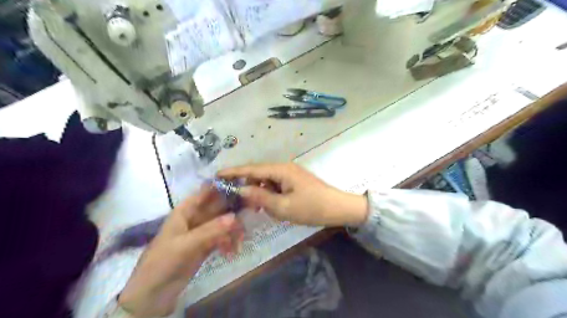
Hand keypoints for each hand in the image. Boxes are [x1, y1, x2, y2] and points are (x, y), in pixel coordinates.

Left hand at [118, 187, 242, 317]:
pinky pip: (222, 238)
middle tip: (251, 213)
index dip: (224, 187)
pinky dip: (229, 242)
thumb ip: (210, 230)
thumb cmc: (163, 262)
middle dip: (234, 211)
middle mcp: (195, 217)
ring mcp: (201, 232)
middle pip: (219, 207)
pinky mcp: (206, 246)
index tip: (243, 188)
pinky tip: (232, 252)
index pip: (207, 192)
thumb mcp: (185, 244)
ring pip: (223, 223)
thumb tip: (235, 217)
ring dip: (233, 230)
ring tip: (239, 243)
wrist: (152, 294)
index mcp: (185, 210)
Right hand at [218, 163, 367, 227]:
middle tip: (236, 200)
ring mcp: (290, 174)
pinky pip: (276, 186)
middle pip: (259, 174)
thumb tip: (241, 190)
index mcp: (281, 170)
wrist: (338, 208)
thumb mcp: (283, 206)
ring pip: (267, 181)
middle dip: (247, 186)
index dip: (234, 172)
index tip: (217, 175)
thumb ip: (261, 197)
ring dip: (260, 193)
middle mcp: (284, 168)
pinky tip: (269, 206)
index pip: (252, 169)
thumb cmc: (311, 208)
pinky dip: (270, 195)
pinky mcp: (294, 182)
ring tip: (255, 207)